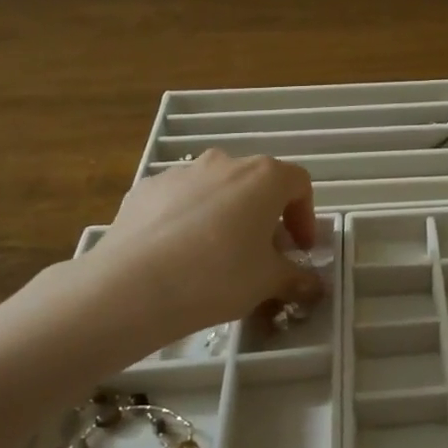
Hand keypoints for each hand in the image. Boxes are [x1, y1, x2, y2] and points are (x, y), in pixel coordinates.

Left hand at [51, 151, 325, 348]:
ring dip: (225, 215)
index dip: (305, 217)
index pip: (299, 185)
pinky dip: (187, 220)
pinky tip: (177, 255)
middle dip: (264, 217)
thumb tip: (313, 285)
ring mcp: (181, 172)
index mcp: (264, 176)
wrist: (133, 285)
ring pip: (215, 190)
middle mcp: (225, 162)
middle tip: (260, 255)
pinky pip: (179, 201)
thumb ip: (296, 277)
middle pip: (256, 184)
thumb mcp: (268, 282)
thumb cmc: (218, 276)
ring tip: (215, 256)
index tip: (299, 249)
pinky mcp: (145, 189)